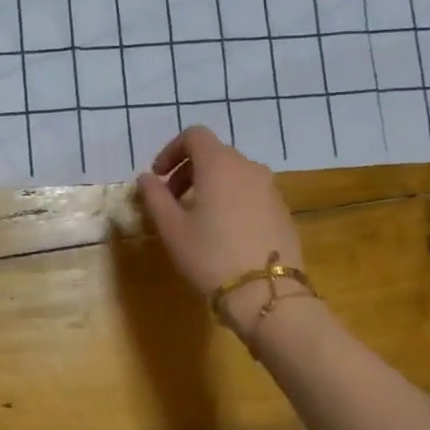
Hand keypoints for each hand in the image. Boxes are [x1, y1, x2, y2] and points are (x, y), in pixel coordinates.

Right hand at [136, 126, 305, 329]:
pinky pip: (250, 192)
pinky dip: (231, 199)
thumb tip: (147, 178)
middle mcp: (248, 167)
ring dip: (210, 185)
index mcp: (219, 164)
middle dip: (188, 170)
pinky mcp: (282, 210)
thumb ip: (154, 197)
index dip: (171, 150)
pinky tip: (223, 233)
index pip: (194, 135)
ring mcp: (270, 188)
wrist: (267, 294)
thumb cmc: (210, 256)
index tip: (157, 177)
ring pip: (234, 174)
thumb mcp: (172, 228)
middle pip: (214, 153)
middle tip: (171, 200)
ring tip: (196, 218)